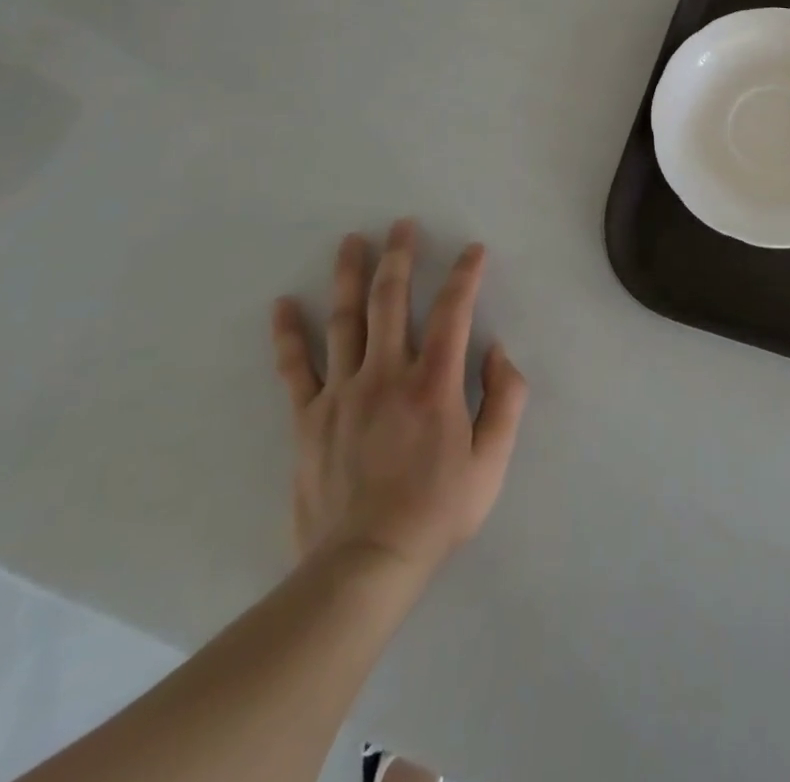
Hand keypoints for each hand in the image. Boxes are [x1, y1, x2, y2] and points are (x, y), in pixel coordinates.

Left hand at [270, 220, 528, 583]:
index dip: (465, 275)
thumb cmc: (437, 511)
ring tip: (352, 241)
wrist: (364, 565)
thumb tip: (498, 351)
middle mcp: (386, 375)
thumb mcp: (492, 461)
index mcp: (434, 383)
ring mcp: (342, 394)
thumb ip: (506, 399)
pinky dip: (289, 334)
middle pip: (392, 301)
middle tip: (402, 224)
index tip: (473, 249)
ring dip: (350, 276)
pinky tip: (284, 304)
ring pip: (345, 321)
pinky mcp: (308, 418)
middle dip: (400, 257)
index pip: (453, 311)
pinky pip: (295, 368)